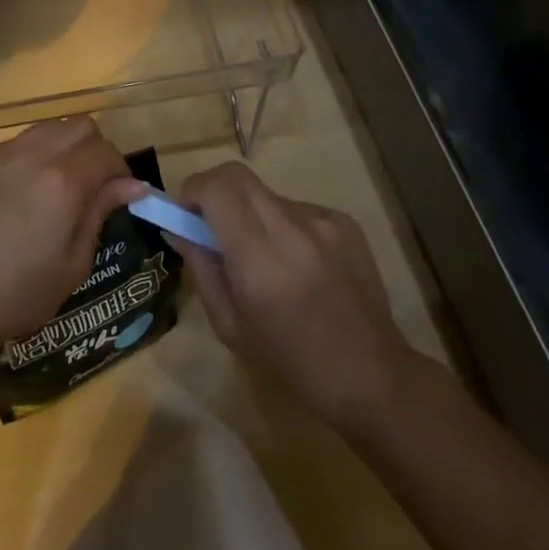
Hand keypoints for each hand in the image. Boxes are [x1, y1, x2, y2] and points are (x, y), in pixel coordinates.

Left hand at [0, 117, 141, 361]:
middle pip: (78, 126)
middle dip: (94, 150)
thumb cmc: (18, 295)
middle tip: (92, 187)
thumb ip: (100, 213)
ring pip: (44, 129)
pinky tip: (19, 195)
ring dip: (62, 148)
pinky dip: (28, 158)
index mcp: (62, 180)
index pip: (106, 152)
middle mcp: (31, 155)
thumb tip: (130, 185)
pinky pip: (12, 145)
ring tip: (57, 187)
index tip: (121, 198)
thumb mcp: (73, 264)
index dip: (121, 173)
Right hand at [175, 162, 417, 425]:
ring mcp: (323, 221)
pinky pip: (297, 209)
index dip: (192, 191)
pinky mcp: (344, 222)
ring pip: (266, 195)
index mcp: (259, 259)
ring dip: (250, 214)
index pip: (217, 188)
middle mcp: (292, 229)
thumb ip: (201, 268)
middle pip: (237, 175)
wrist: (370, 374)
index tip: (185, 214)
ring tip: (263, 257)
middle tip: (209, 223)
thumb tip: (178, 229)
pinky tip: (297, 264)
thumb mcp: (228, 324)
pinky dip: (283, 226)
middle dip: (213, 191)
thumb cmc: (290, 359)